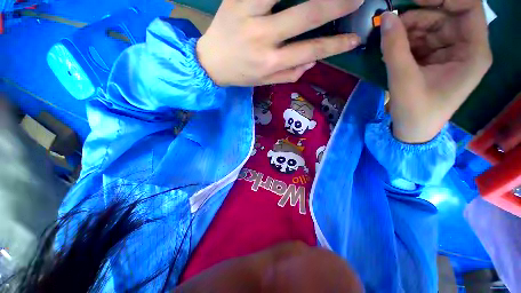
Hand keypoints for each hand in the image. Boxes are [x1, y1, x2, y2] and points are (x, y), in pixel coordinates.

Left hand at [196, 0, 362, 86]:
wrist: (211, 63)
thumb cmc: (241, 75)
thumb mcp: (265, 82)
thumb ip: (290, 74)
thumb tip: (313, 61)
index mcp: (271, 62)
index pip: (311, 50)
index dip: (335, 45)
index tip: (355, 38)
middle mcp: (264, 38)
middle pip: (307, 14)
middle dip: (336, 4)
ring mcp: (249, 14)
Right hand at [380, 0, 491, 142]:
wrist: (412, 130)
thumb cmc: (415, 110)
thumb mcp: (403, 79)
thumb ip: (395, 47)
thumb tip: (387, 18)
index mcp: (473, 52)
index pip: (468, 7)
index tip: (415, 0)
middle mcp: (466, 47)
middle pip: (445, 15)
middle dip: (418, 15)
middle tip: (391, 23)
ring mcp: (450, 52)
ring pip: (431, 26)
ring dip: (408, 29)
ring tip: (388, 42)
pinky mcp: (436, 58)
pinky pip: (422, 38)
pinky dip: (405, 40)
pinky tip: (392, 49)